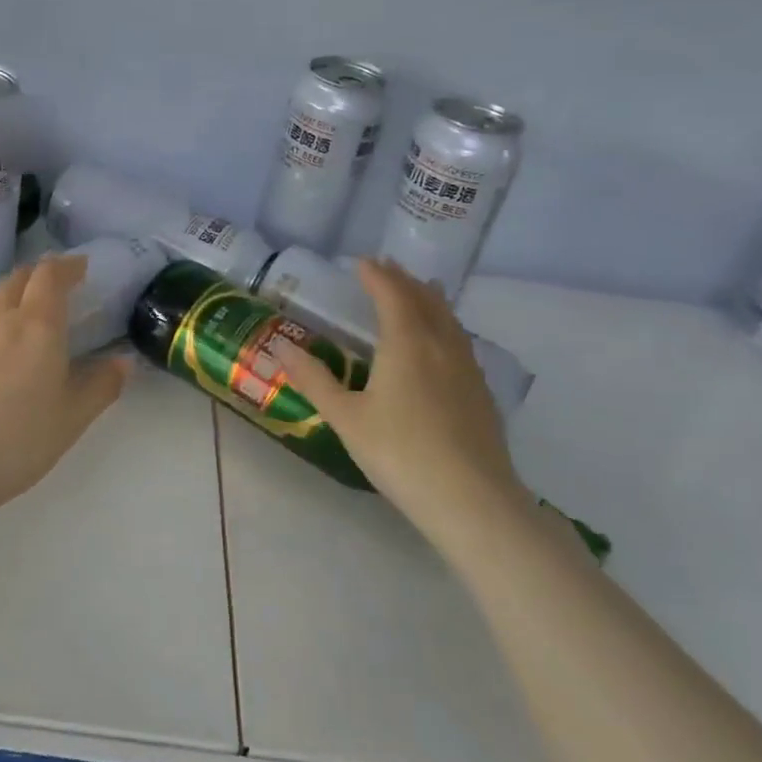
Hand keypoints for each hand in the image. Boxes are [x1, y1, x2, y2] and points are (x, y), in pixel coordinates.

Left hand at [0, 254, 131, 520]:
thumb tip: (123, 361)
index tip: (80, 268)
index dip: (67, 266)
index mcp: (38, 325)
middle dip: (39, 276)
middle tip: (53, 288)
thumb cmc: (17, 440)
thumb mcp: (72, 418)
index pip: (51, 275)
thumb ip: (101, 385)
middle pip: (17, 278)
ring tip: (14, 306)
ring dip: (4, 290)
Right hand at [275, 258, 527, 540]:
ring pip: (448, 319)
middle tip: (387, 267)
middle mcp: (441, 345)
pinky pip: (460, 341)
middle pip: (425, 300)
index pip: (392, 295)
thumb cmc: (399, 453)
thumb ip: (314, 379)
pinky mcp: (481, 392)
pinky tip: (443, 342)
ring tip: (420, 289)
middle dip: (404, 280)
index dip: (376, 275)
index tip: (362, 262)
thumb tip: (280, 346)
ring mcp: (467, 369)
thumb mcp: (346, 417)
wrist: (471, 500)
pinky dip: (445, 324)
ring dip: (429, 298)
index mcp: (407, 344)